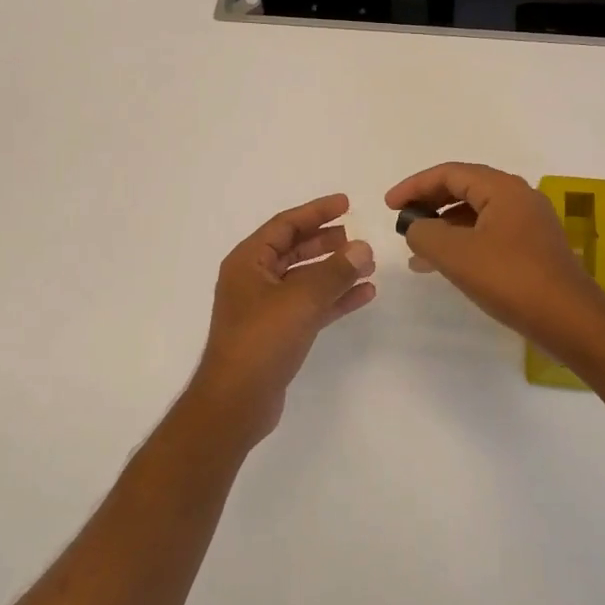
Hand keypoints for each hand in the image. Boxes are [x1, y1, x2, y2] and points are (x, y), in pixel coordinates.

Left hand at [188, 194, 375, 444]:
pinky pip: (311, 305)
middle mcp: (254, 280)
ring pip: (305, 279)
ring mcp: (265, 308)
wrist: (236, 401)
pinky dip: (335, 298)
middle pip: (294, 249)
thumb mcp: (300, 299)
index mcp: (248, 262)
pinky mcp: (278, 333)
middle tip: (356, 236)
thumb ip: (334, 271)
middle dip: (326, 242)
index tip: (345, 203)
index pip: (285, 225)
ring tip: (368, 264)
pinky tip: (364, 294)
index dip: (316, 212)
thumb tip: (363, 248)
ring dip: (335, 270)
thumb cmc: (261, 340)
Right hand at [386, 163, 604, 355]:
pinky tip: (445, 266)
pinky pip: (488, 235)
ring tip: (416, 249)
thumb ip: (425, 234)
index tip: (389, 205)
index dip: (415, 186)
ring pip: (476, 215)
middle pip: (464, 189)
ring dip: (443, 227)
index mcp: (503, 189)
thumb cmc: (511, 279)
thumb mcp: (456, 254)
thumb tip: (416, 228)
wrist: (570, 320)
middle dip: (429, 203)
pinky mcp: (532, 250)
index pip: (450, 173)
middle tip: (402, 221)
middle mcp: (519, 198)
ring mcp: (529, 224)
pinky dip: (462, 244)